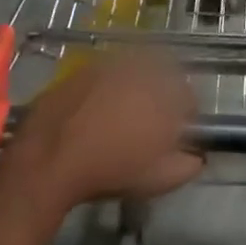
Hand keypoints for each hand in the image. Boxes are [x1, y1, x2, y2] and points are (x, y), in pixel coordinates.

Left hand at [0, 54, 202, 211]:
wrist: (47, 161)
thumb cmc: (109, 171)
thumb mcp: (159, 179)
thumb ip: (188, 164)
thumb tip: (198, 156)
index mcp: (166, 93)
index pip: (190, 97)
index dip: (187, 116)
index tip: (178, 134)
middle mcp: (142, 69)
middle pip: (164, 77)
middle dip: (163, 96)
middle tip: (151, 123)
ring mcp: (111, 64)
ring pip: (135, 71)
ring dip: (136, 87)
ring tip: (122, 116)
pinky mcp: (84, 67)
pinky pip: (107, 73)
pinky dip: (108, 86)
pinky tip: (96, 110)